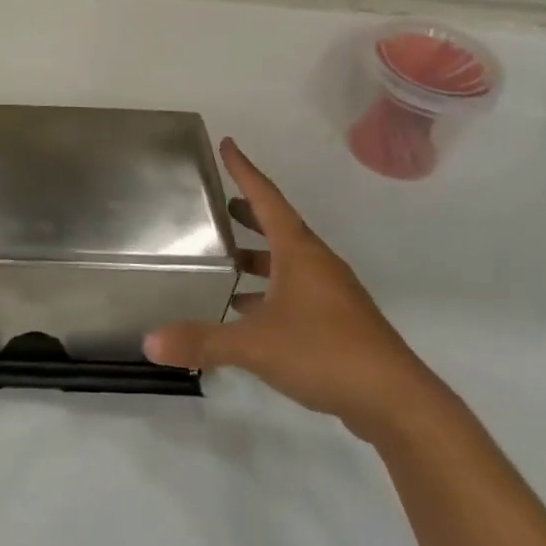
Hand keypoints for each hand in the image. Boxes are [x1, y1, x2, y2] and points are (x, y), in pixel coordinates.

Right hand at [145, 138, 436, 439]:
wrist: (396, 401)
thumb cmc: (325, 353)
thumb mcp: (255, 345)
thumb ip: (203, 341)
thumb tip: (150, 342)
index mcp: (299, 252)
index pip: (266, 198)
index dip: (244, 170)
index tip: (228, 144)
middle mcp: (317, 264)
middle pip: (279, 226)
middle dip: (249, 212)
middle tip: (220, 204)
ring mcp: (331, 293)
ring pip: (288, 260)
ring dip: (258, 255)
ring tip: (227, 257)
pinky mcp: (338, 322)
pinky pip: (295, 290)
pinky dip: (269, 289)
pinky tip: (246, 309)